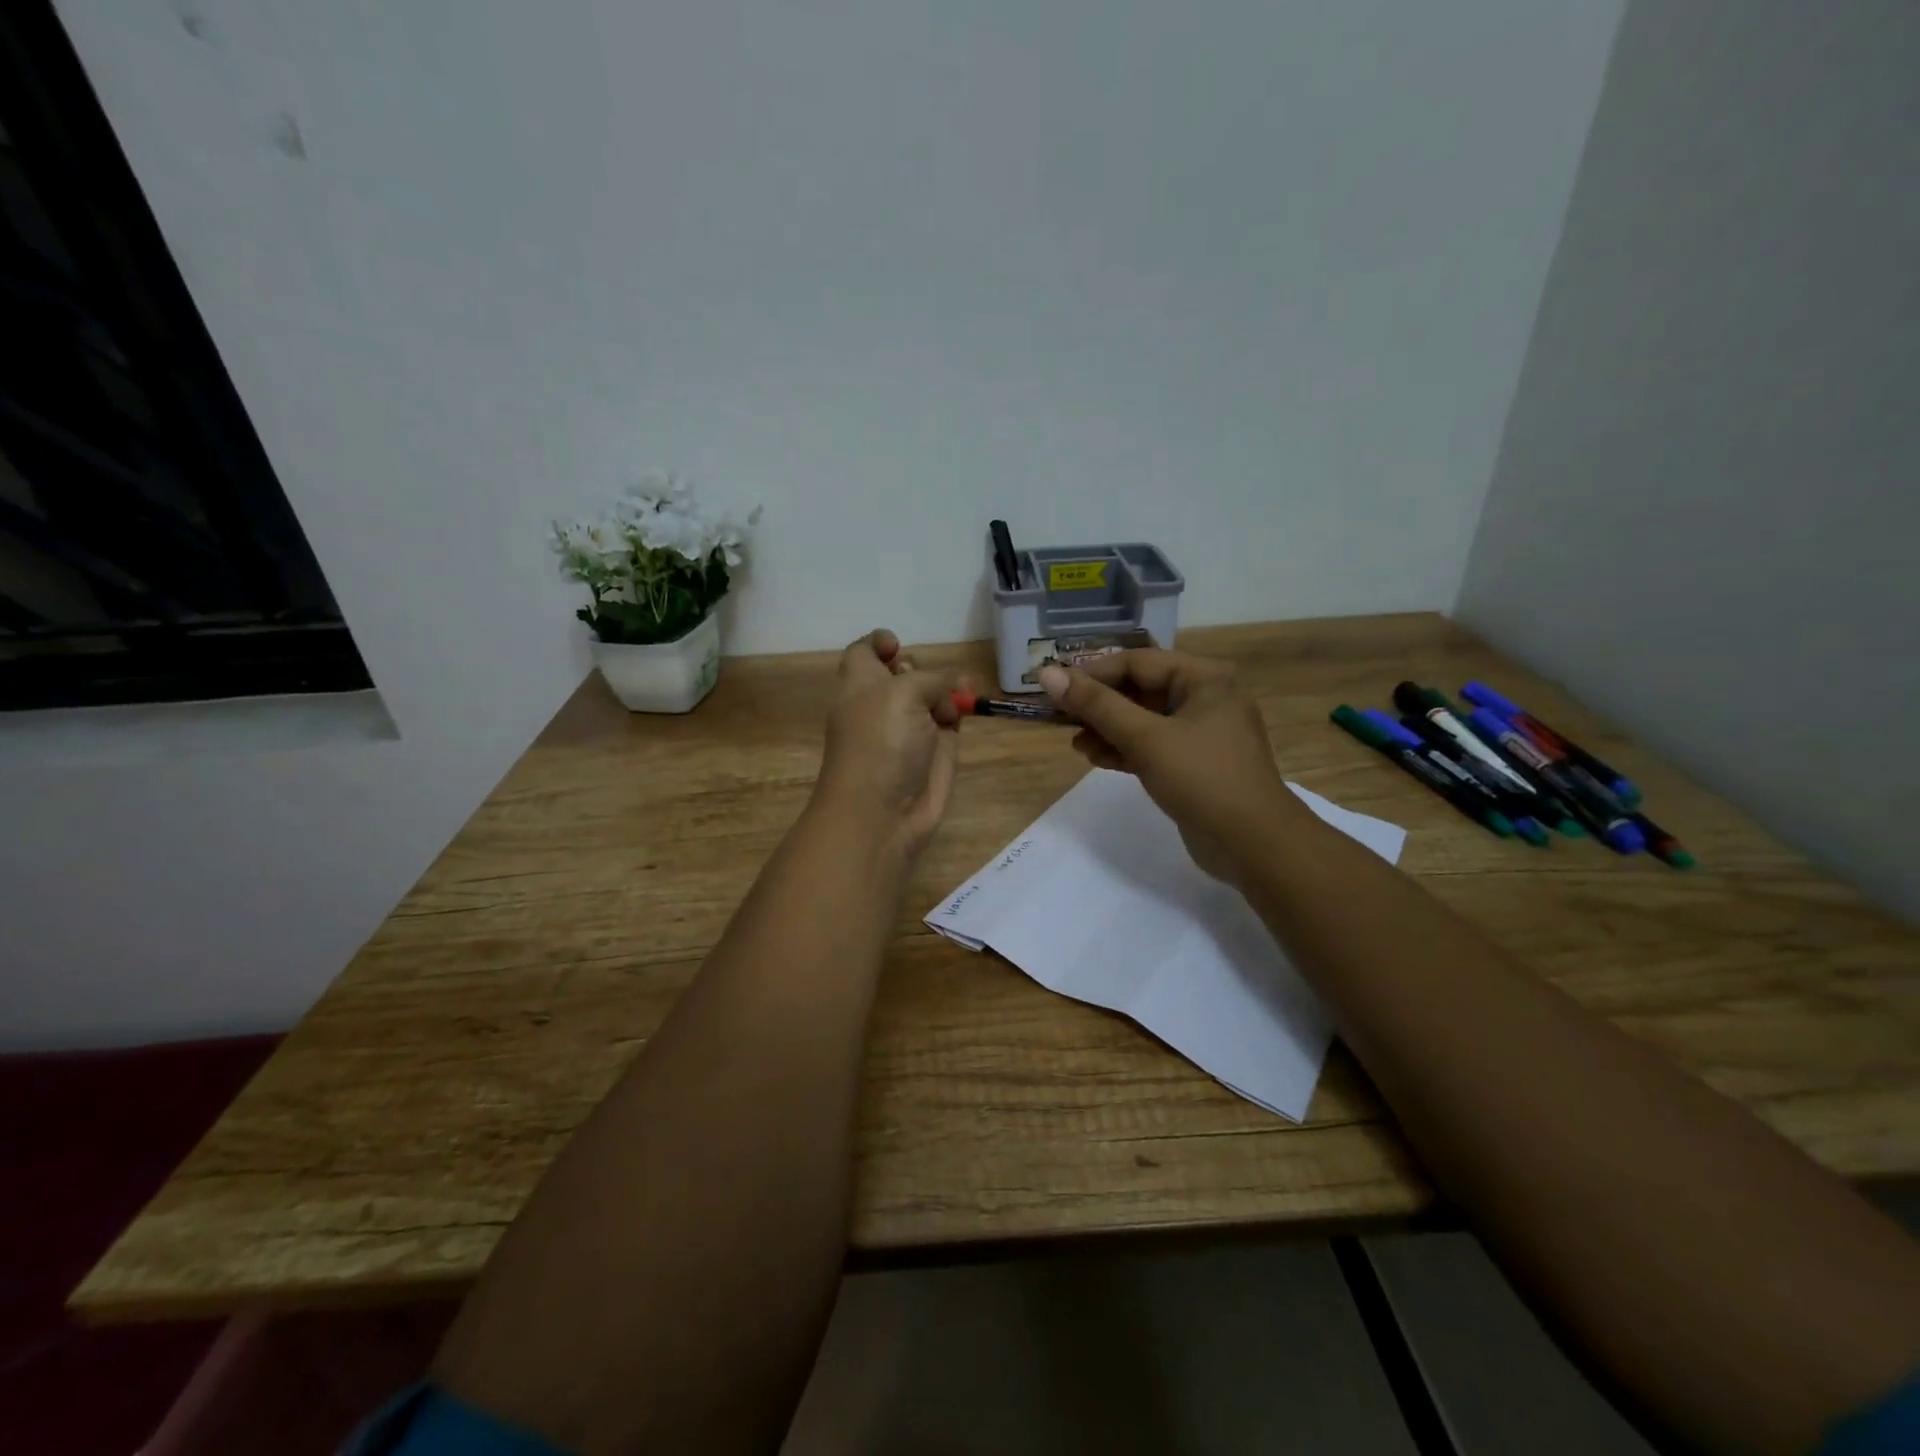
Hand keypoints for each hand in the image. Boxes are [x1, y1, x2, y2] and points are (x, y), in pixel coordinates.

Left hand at [815, 630, 962, 859]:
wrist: (883, 813)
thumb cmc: (880, 743)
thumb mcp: (902, 694)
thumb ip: (932, 678)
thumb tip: (952, 683)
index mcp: (859, 684)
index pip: (866, 652)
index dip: (881, 643)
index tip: (898, 646)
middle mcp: (882, 703)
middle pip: (905, 672)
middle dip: (922, 670)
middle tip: (929, 684)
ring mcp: (909, 729)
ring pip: (932, 696)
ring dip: (946, 694)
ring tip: (949, 707)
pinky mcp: (933, 752)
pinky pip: (947, 722)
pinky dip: (956, 717)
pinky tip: (958, 721)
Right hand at [1038, 650, 1301, 885]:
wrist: (1254, 845)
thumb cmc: (1202, 779)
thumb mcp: (1145, 738)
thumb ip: (1096, 705)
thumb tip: (1048, 674)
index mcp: (1204, 678)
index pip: (1137, 662)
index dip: (1092, 674)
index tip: (1054, 689)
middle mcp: (1206, 697)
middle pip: (1140, 689)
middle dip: (1100, 705)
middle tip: (1061, 718)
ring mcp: (1203, 732)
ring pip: (1144, 720)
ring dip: (1108, 729)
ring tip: (1077, 745)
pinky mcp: (1196, 763)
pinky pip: (1153, 745)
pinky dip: (1126, 749)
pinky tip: (1097, 759)